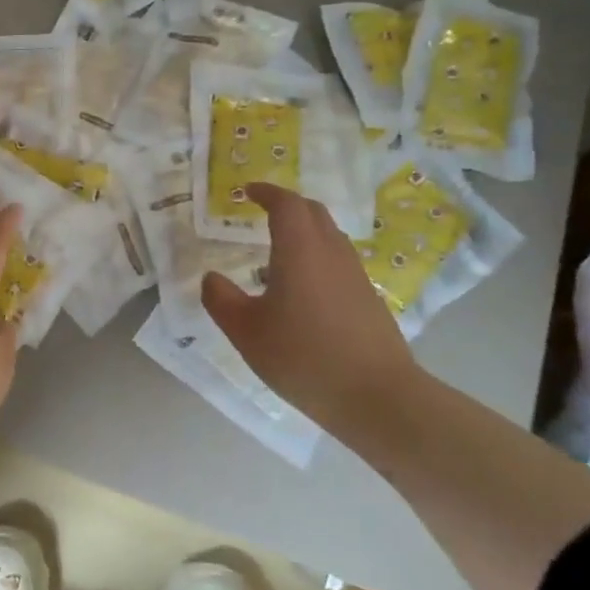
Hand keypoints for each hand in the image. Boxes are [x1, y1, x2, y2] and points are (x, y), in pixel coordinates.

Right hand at [202, 183, 420, 427]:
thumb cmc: (303, 357)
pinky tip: (302, 287)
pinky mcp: (368, 299)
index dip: (266, 192)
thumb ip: (221, 299)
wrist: (377, 397)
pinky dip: (317, 256)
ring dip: (304, 230)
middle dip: (286, 205)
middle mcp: (331, 253)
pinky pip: (338, 261)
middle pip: (312, 213)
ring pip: (329, 236)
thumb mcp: (246, 331)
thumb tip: (211, 278)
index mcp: (300, 250)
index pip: (286, 204)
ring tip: (278, 248)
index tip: (247, 191)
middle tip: (262, 210)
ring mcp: (355, 275)